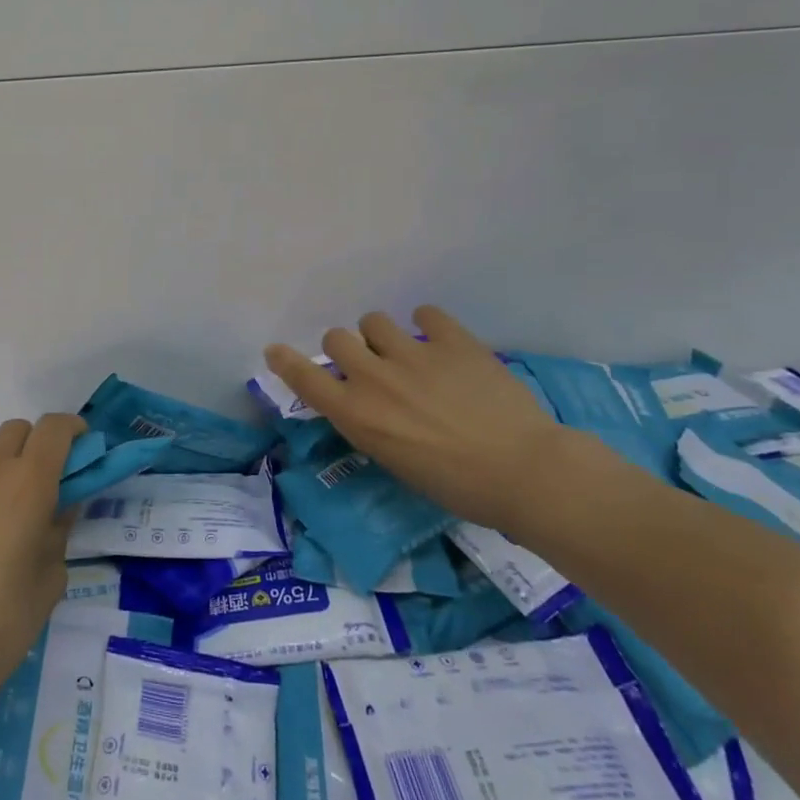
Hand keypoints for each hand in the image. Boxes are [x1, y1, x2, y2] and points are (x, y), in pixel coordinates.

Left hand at [0, 415, 81, 713]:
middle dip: (27, 450)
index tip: (74, 447)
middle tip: (25, 490)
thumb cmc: (1, 625)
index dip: (70, 431)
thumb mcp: (51, 578)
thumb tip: (57, 504)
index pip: (55, 427)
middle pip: (13, 431)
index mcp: (27, 483)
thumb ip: (59, 528)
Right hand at [265, 305, 567, 530]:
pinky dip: (429, 325)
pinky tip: (442, 343)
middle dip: (348, 350)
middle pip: (337, 338)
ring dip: (383, 336)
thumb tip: (367, 403)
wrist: (524, 473)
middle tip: (371, 366)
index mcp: (357, 415)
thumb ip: (371, 424)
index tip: (276, 350)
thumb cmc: (457, 486)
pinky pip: (425, 313)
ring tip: (408, 352)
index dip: (286, 361)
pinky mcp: (452, 340)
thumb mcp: (395, 462)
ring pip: (375, 320)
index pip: (305, 378)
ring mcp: (412, 354)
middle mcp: (374, 378)